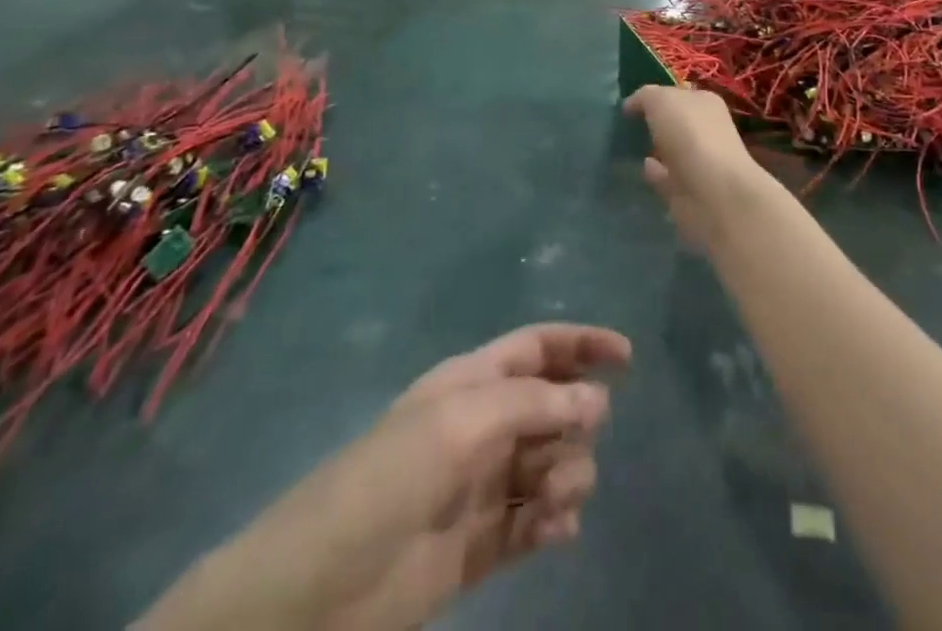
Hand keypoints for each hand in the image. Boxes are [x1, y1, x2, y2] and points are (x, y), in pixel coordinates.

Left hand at [137, 324, 630, 630]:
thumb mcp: (460, 423)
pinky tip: (552, 533)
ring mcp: (481, 487)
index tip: (628, 359)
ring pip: (551, 465)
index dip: (582, 345)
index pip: (538, 348)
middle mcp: (481, 427)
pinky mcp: (480, 547)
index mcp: (472, 383)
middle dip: (575, 425)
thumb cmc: (386, 482)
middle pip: (552, 408)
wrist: (313, 597)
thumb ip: (534, 406)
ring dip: (565, 477)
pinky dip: (552, 523)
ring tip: (551, 505)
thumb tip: (598, 401)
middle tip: (566, 455)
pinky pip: (535, 523)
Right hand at [625, 86, 778, 253]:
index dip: (654, 96)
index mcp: (704, 103)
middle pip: (674, 122)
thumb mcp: (661, 100)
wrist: (713, 193)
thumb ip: (644, 97)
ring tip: (626, 146)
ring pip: (670, 150)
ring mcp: (697, 161)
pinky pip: (664, 176)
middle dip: (654, 123)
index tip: (627, 105)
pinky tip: (638, 168)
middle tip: (624, 125)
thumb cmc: (690, 135)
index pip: (677, 94)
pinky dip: (653, 172)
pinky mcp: (687, 190)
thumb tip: (631, 105)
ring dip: (653, 148)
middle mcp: (704, 130)